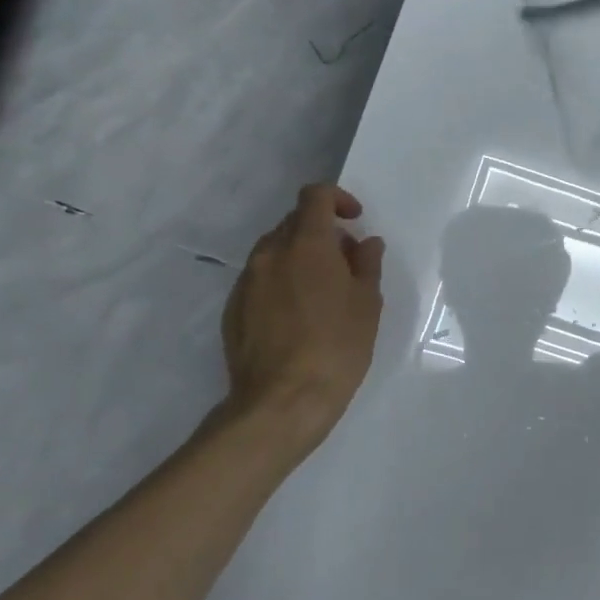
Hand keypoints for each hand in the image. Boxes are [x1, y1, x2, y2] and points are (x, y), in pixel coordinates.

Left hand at [220, 183, 385, 441]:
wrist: (281, 402)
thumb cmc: (336, 347)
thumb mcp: (367, 304)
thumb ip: (367, 265)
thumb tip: (365, 243)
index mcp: (306, 244)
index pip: (315, 196)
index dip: (337, 199)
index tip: (354, 221)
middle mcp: (270, 254)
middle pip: (294, 222)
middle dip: (321, 232)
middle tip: (345, 263)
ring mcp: (246, 281)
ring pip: (275, 251)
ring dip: (300, 258)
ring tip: (322, 292)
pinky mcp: (233, 309)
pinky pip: (260, 280)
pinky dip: (281, 282)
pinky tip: (297, 317)